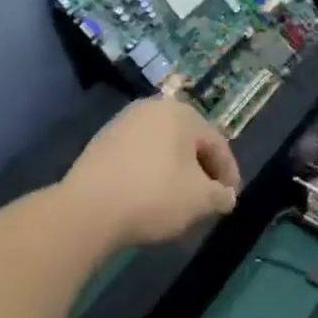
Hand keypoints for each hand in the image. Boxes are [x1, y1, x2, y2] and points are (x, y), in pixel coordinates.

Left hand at [61, 97, 239, 247]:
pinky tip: (148, 197)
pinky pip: (138, 156)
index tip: (230, 199)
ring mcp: (124, 123)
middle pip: (188, 142)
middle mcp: (153, 109)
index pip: (216, 143)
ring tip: (178, 202)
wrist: (87, 209)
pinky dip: (150, 173)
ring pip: (162, 148)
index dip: (228, 173)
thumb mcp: (199, 200)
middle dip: (201, 171)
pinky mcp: (101, 142)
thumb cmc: (154, 195)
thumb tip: (227, 196)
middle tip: (207, 199)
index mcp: (182, 113)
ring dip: (175, 172)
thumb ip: (220, 195)